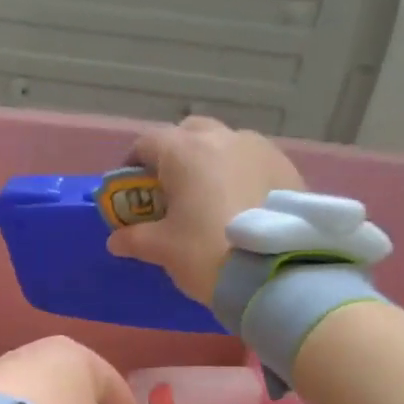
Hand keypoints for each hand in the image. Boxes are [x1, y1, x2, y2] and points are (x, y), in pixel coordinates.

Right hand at [106, 117, 306, 304]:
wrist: (277, 271)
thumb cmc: (207, 251)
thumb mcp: (162, 249)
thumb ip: (134, 239)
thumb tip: (116, 240)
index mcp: (185, 151)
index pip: (147, 142)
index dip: (133, 163)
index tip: (130, 187)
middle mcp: (222, 138)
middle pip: (189, 132)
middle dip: (175, 153)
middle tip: (170, 187)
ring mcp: (260, 149)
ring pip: (225, 143)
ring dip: (211, 161)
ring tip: (209, 196)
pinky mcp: (287, 166)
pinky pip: (253, 161)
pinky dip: (239, 173)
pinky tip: (240, 203)